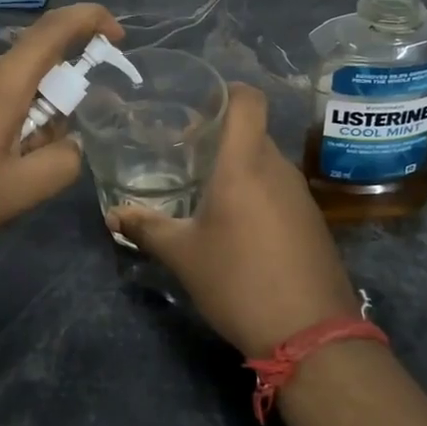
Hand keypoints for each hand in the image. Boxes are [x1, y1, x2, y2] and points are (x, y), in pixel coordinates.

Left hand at [0, 2, 126, 265]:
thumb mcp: (18, 192)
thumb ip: (63, 164)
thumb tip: (70, 144)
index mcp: (3, 81)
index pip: (56, 28)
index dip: (92, 20)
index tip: (118, 36)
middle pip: (36, 72)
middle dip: (55, 110)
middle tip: (39, 162)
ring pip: (11, 95)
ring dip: (25, 128)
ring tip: (0, 180)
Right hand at [111, 85, 359, 356]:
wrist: (311, 334)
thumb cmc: (239, 281)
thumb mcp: (183, 255)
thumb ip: (147, 228)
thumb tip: (113, 214)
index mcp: (245, 163)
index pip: (248, 100)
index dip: (226, 92)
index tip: (198, 106)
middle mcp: (278, 168)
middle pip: (252, 132)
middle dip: (220, 138)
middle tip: (186, 155)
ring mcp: (301, 195)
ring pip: (266, 162)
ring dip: (239, 168)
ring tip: (208, 193)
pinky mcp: (313, 220)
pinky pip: (280, 189)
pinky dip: (258, 193)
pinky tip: (239, 225)